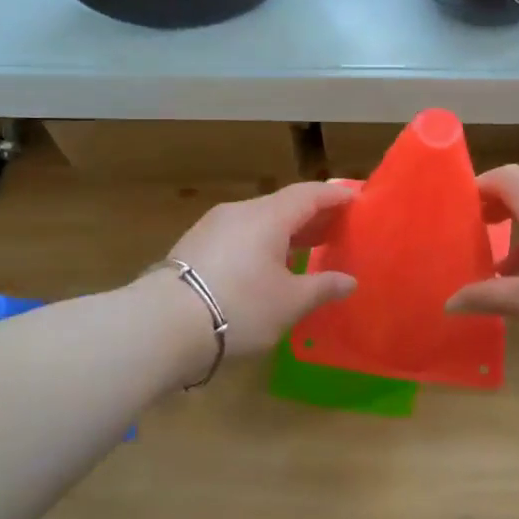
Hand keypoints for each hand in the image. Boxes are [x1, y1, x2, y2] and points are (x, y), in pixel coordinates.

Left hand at [161, 183, 357, 358]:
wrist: (163, 325)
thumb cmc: (240, 307)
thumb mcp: (289, 303)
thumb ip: (322, 287)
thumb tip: (349, 281)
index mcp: (268, 216)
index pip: (309, 194)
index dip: (334, 195)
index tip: (355, 200)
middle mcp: (240, 211)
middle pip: (283, 205)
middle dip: (312, 215)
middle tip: (337, 229)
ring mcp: (212, 226)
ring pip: (258, 220)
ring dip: (285, 231)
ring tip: (305, 249)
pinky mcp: (194, 245)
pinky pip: (238, 235)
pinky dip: (261, 242)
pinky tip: (266, 265)